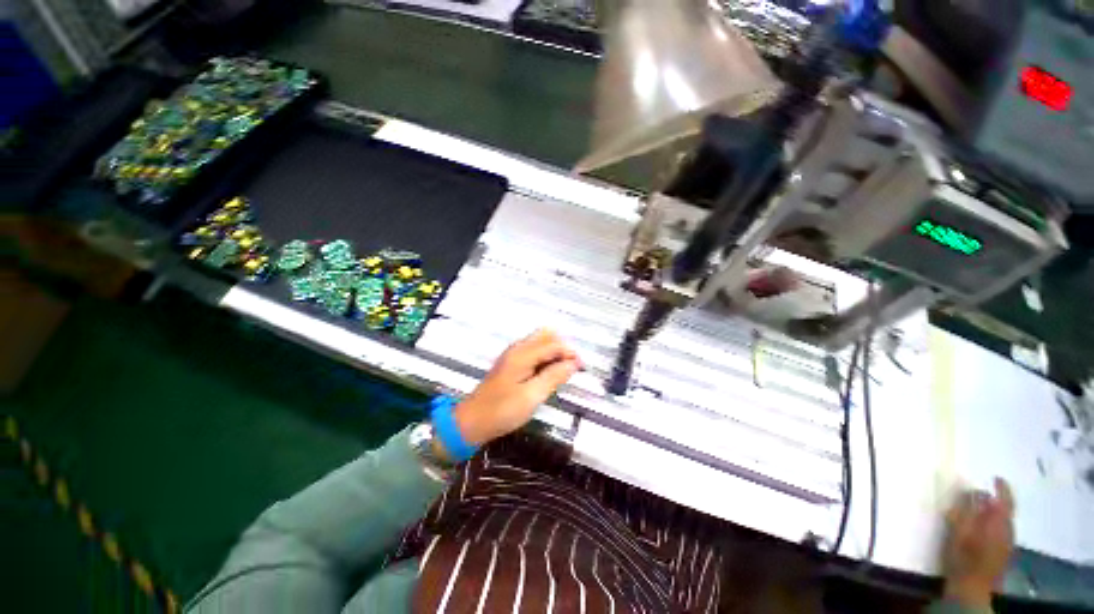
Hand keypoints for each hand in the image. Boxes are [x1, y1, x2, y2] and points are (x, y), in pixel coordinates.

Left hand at [450, 329, 580, 448]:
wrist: (472, 421)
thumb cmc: (502, 411)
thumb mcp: (531, 396)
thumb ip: (553, 377)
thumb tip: (573, 363)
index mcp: (523, 354)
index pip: (554, 344)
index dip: (570, 353)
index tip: (582, 368)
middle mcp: (518, 348)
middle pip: (546, 335)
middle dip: (563, 348)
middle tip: (571, 368)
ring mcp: (513, 354)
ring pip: (540, 342)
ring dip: (555, 352)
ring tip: (563, 372)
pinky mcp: (511, 363)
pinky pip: (534, 351)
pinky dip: (545, 357)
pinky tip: (548, 373)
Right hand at [941, 478, 1014, 609]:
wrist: (971, 588)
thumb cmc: (963, 556)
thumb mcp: (959, 530)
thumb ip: (966, 509)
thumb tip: (972, 490)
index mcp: (999, 522)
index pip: (1005, 500)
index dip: (1002, 488)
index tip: (995, 477)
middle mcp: (1007, 530)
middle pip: (1005, 511)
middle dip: (995, 501)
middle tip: (980, 495)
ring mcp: (1006, 544)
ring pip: (1003, 523)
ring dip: (993, 514)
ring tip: (978, 511)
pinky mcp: (1002, 553)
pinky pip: (1000, 532)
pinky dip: (992, 525)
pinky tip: (981, 530)